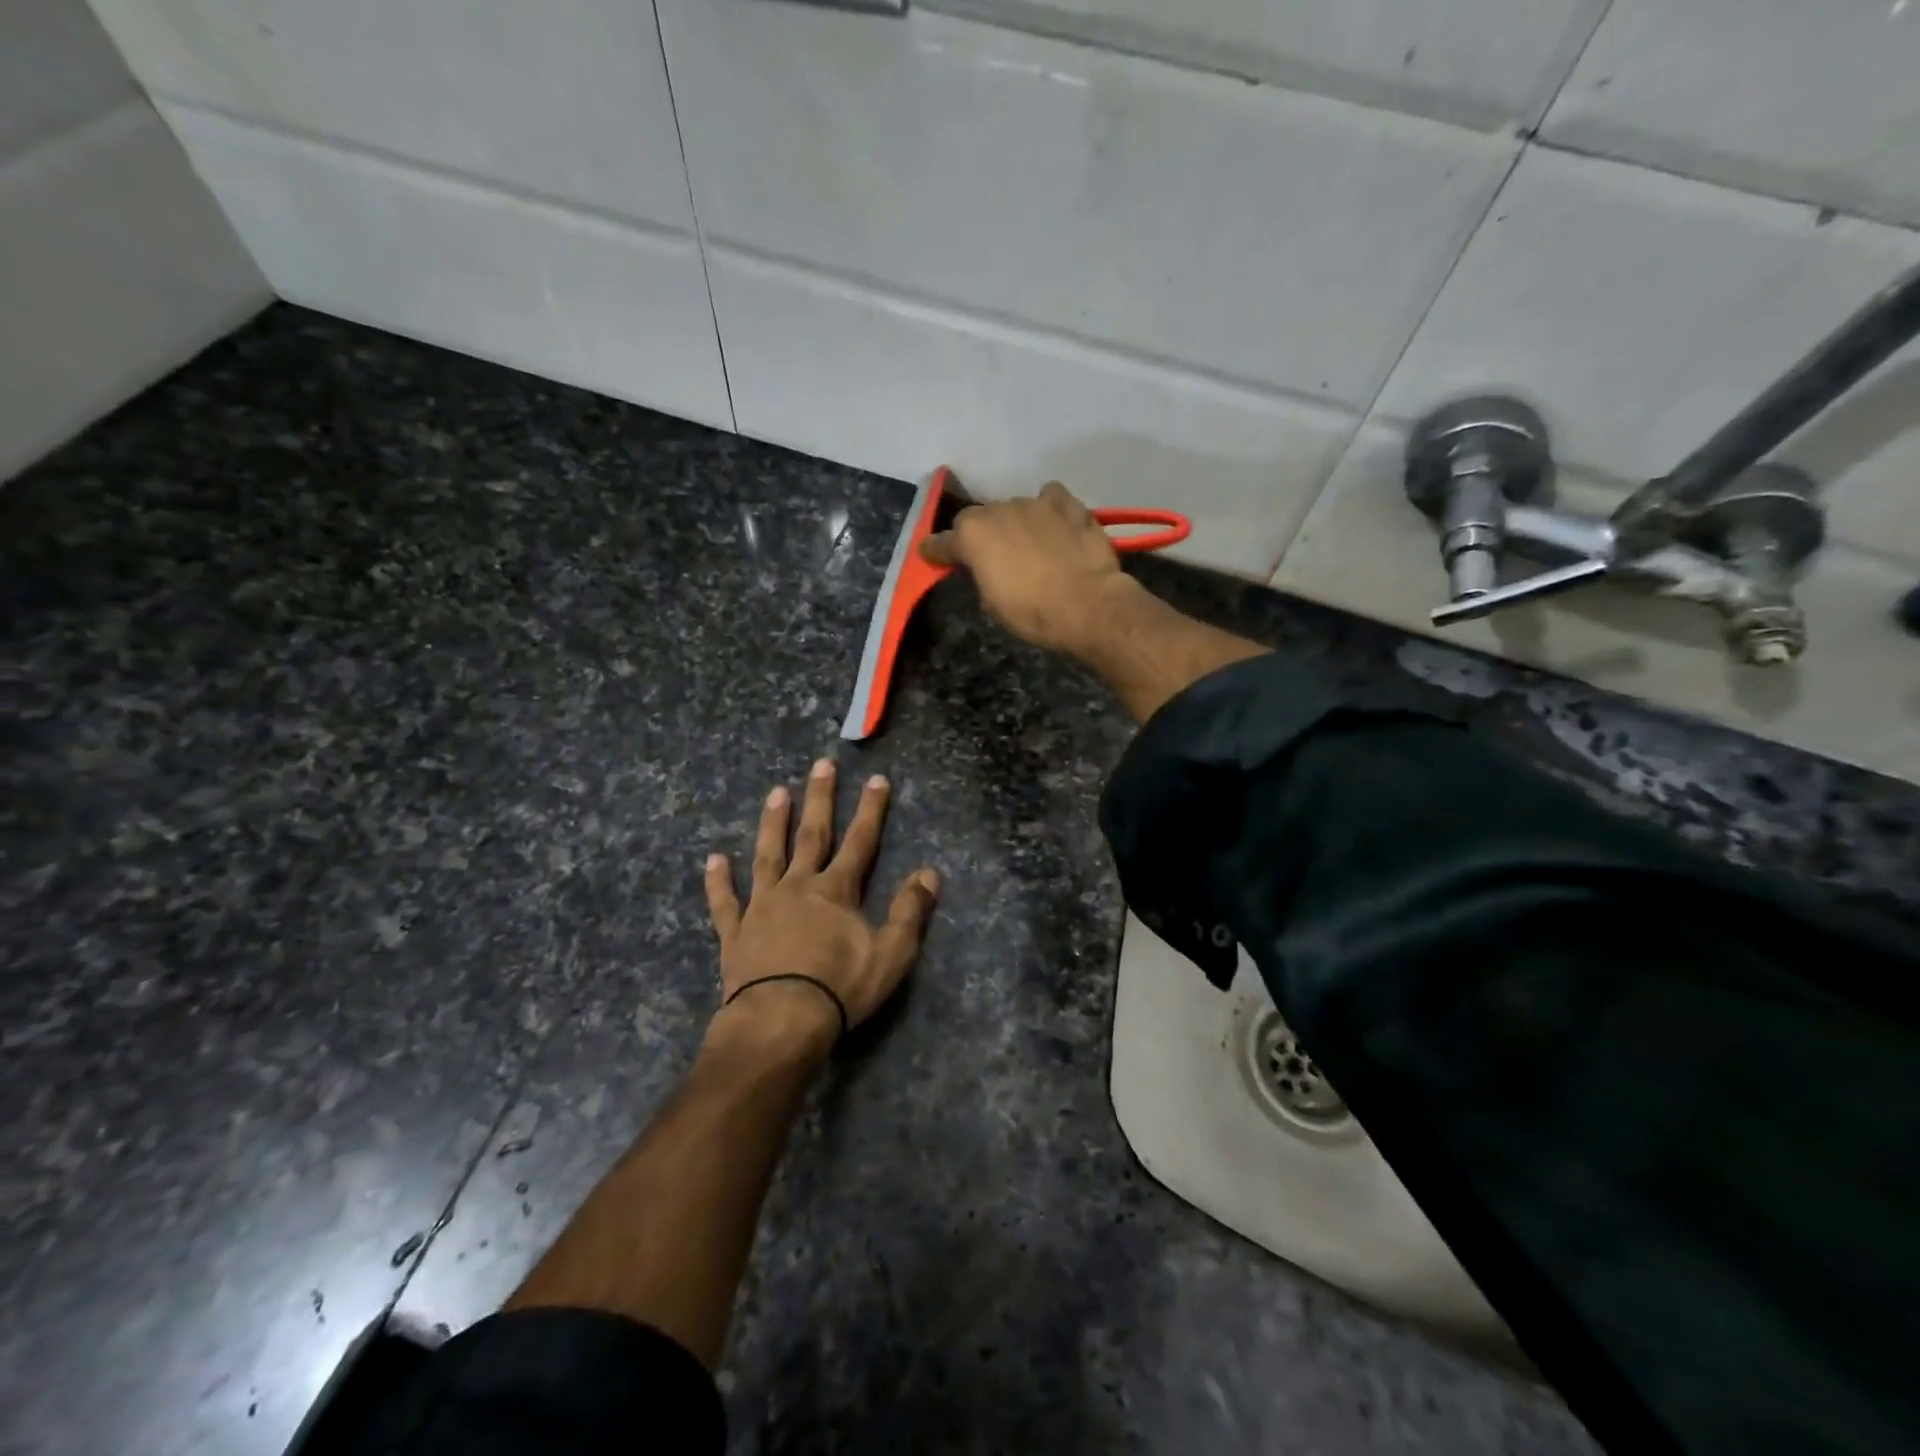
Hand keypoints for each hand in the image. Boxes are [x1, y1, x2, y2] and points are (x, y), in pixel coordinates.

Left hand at [704, 759, 939, 1056]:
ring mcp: (762, 907)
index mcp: (836, 891)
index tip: (876, 779)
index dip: (871, 810)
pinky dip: (719, 881)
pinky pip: (725, 902)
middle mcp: (798, 887)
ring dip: (773, 823)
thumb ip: (910, 911)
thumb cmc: (839, 988)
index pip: (860, 841)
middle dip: (820, 798)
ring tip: (776, 792)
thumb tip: (930, 872)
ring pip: (768, 856)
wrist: (779, 1022)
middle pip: (812, 835)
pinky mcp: (735, 933)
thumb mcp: (891, 953)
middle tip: (822, 764)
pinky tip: (714, 860)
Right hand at [919, 481, 1137, 657]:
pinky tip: (1055, 524)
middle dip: (979, 534)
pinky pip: (1050, 498)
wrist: (1087, 605)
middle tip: (990, 555)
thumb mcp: (992, 603)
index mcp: (972, 536)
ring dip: (1015, 523)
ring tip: (1028, 544)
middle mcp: (998, 511)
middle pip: (978, 518)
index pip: (942, 541)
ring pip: (1014, 508)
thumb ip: (981, 576)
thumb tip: (985, 568)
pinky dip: (1049, 509)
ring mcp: (1034, 503)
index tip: (932, 555)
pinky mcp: (1067, 504)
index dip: (936, 551)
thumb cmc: (1032, 612)